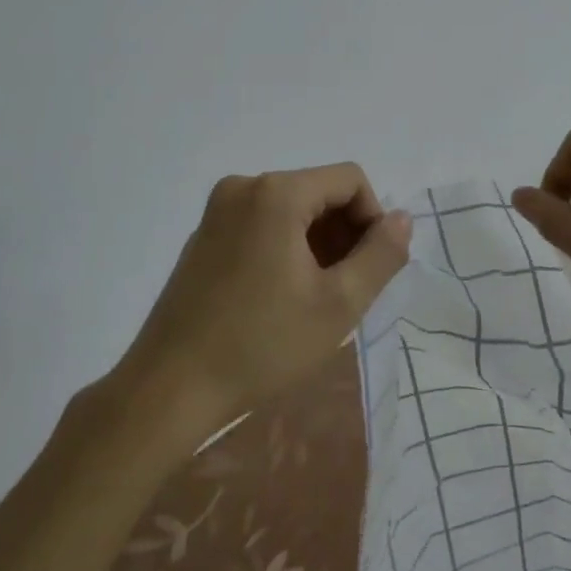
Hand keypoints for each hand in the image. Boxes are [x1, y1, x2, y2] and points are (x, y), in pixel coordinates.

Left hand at [114, 163, 410, 434]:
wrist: (168, 390)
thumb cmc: (261, 345)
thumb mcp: (338, 304)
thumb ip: (381, 255)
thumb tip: (402, 219)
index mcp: (276, 192)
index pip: (350, 181)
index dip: (372, 220)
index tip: (369, 271)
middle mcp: (244, 186)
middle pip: (319, 192)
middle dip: (343, 234)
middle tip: (346, 291)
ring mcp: (218, 210)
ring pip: (291, 209)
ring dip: (316, 244)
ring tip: (315, 299)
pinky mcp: (204, 235)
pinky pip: (261, 224)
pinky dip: (284, 248)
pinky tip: (280, 298)